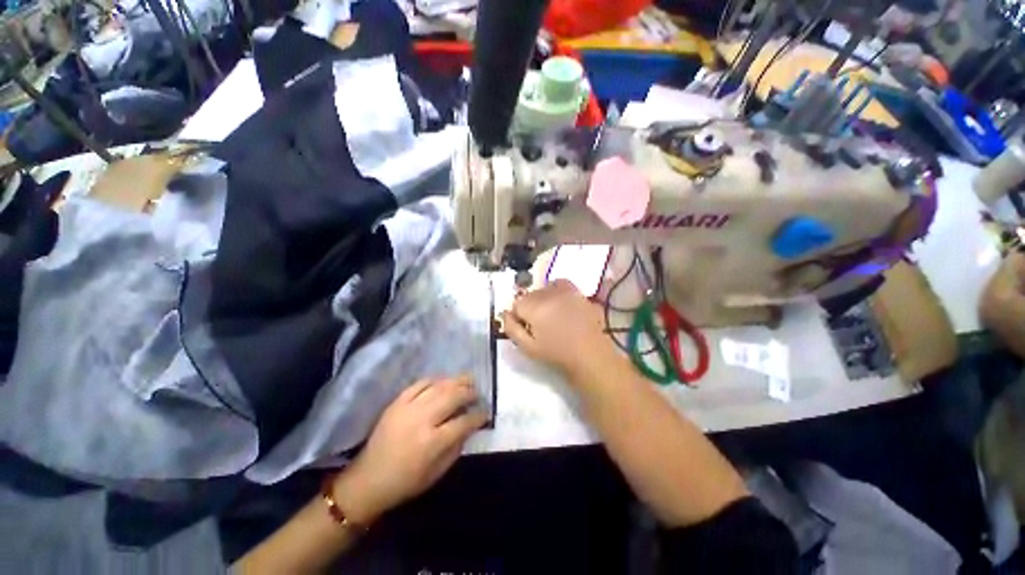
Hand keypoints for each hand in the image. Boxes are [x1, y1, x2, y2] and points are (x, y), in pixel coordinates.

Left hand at [332, 377, 486, 524]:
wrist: (368, 480)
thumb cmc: (406, 482)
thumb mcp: (437, 472)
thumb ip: (457, 447)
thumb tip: (471, 426)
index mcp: (432, 442)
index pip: (464, 422)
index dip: (478, 416)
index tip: (486, 413)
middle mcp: (422, 420)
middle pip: (453, 396)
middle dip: (469, 392)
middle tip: (477, 393)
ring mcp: (408, 408)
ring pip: (438, 386)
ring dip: (456, 381)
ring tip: (467, 381)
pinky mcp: (397, 402)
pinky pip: (419, 383)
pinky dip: (435, 380)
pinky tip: (443, 381)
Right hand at [501, 280, 620, 378]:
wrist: (589, 354)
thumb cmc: (556, 354)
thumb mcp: (527, 347)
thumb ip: (511, 328)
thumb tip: (505, 313)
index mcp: (533, 307)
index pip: (516, 304)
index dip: (519, 317)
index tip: (527, 329)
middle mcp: (547, 293)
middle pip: (529, 295)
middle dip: (530, 308)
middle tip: (539, 325)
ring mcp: (564, 290)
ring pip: (543, 289)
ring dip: (542, 300)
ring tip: (551, 315)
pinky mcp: (577, 291)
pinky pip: (560, 284)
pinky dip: (556, 290)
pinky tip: (560, 303)